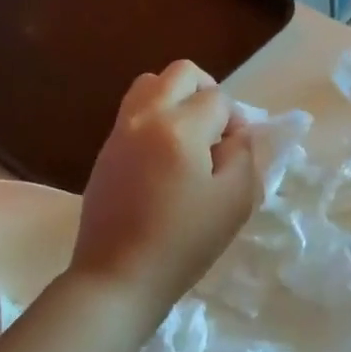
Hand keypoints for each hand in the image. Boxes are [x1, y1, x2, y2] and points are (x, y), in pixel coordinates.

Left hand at [69, 61, 255, 313]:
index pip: (218, 99)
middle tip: (216, 132)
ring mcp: (119, 132)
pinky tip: (165, 161)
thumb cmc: (184, 242)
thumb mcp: (235, 200)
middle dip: (207, 93)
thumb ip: (246, 155)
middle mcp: (144, 117)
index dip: (236, 122)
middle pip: (180, 74)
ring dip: (177, 100)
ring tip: (190, 140)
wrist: (117, 278)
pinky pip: (134, 113)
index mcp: (179, 127)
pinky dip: (156, 119)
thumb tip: (238, 133)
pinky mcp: (105, 152)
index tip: (235, 157)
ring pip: (150, 86)